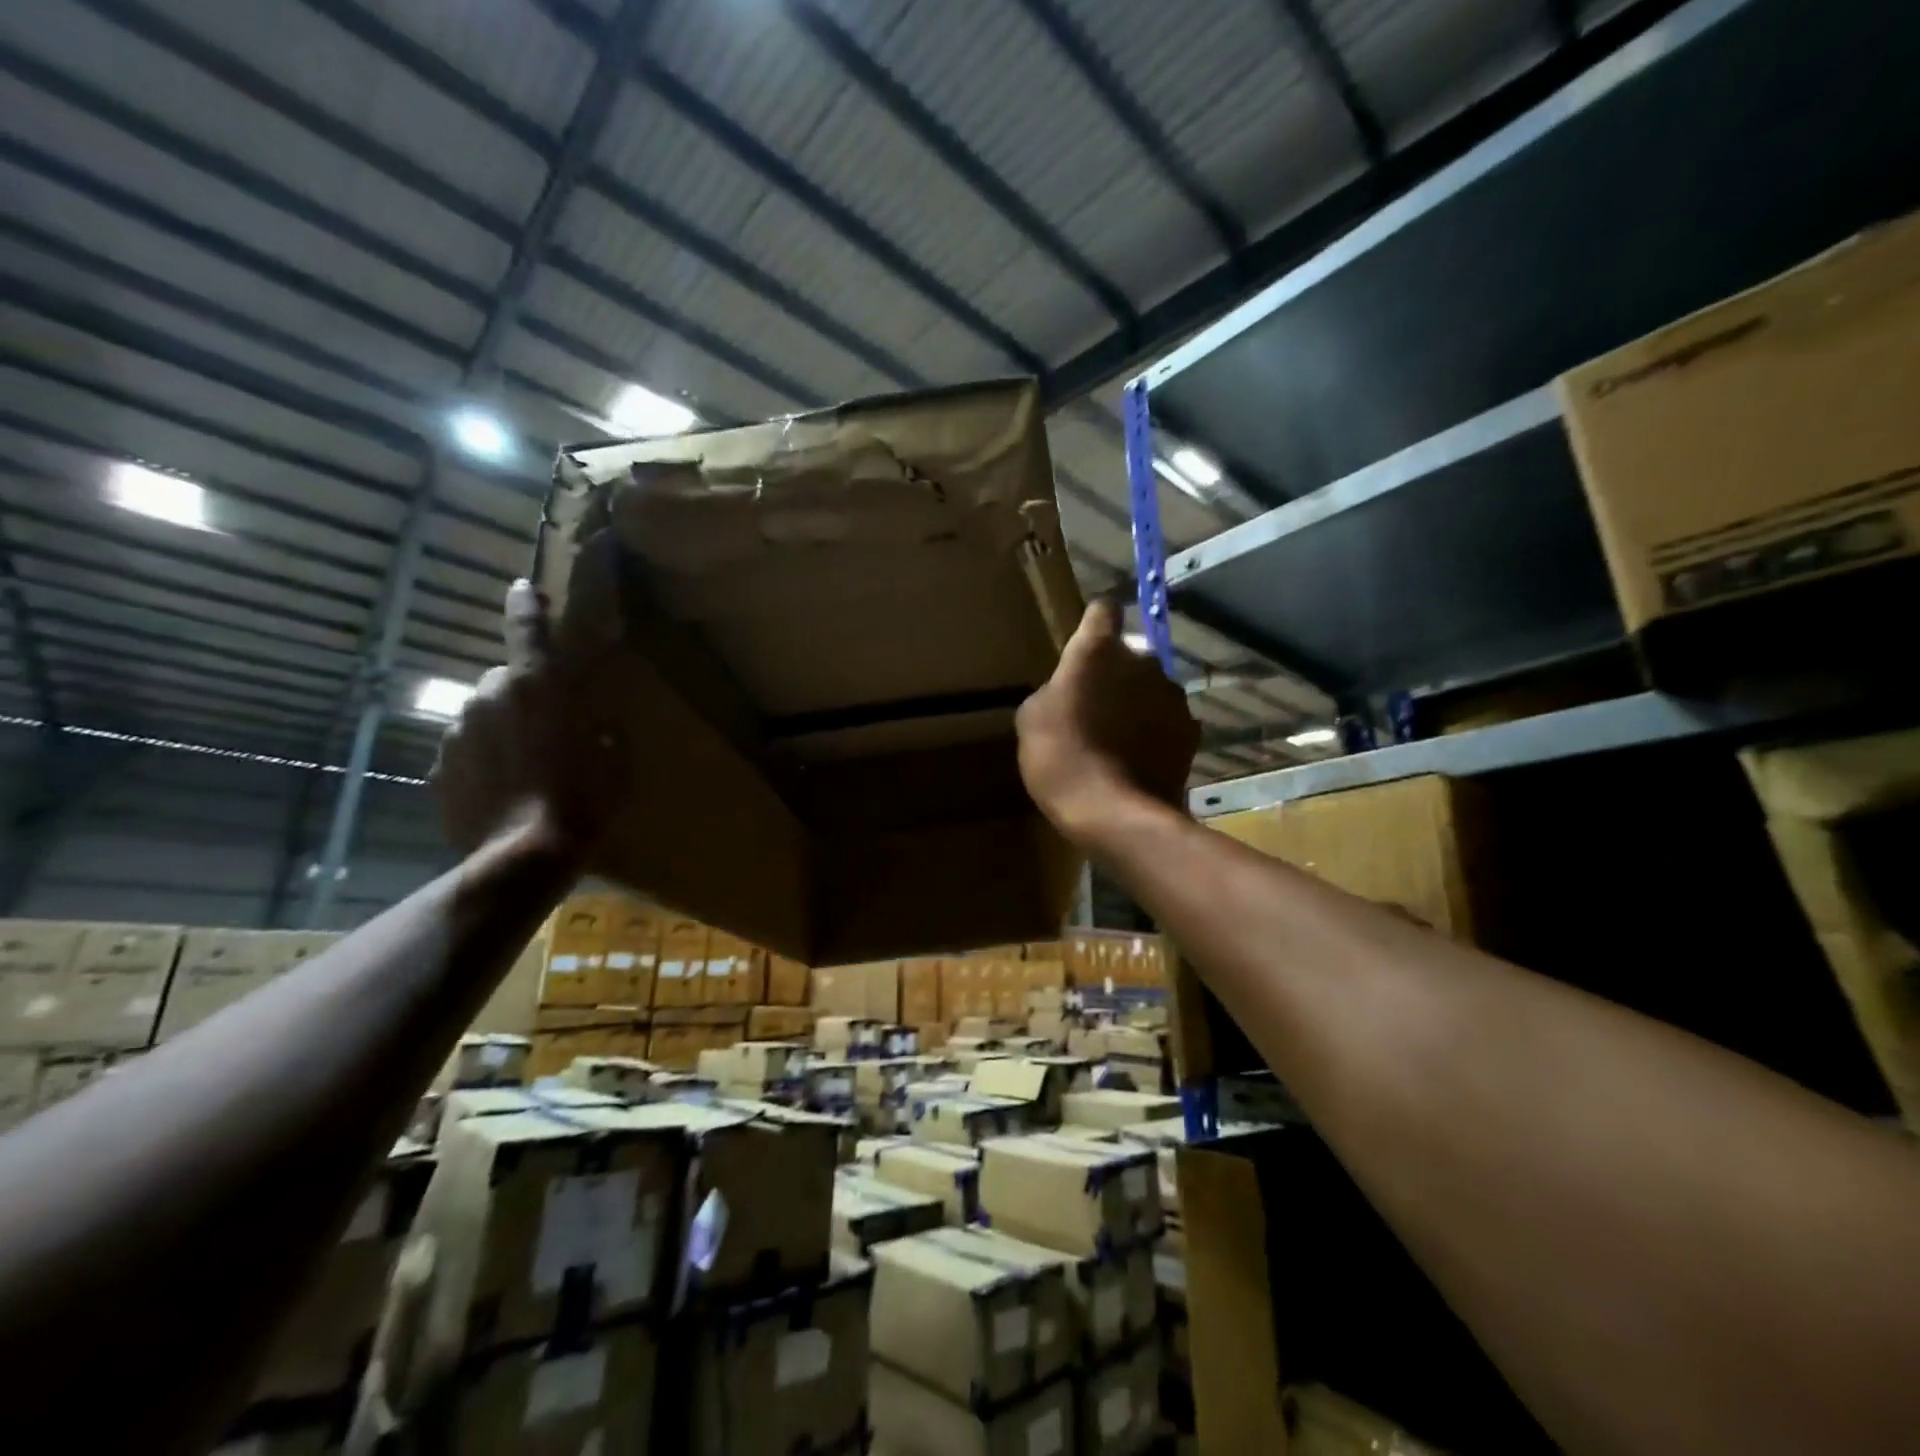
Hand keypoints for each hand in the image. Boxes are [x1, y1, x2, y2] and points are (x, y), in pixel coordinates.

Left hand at [430, 579, 623, 857]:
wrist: (522, 858)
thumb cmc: (582, 802)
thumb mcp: (615, 763)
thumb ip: (603, 733)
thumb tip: (595, 728)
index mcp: (538, 688)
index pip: (527, 630)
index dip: (526, 605)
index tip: (522, 587)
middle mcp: (489, 699)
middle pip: (502, 678)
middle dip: (522, 693)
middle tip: (547, 726)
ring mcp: (457, 734)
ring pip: (481, 715)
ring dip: (501, 728)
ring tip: (525, 766)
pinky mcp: (439, 769)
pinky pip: (466, 750)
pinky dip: (482, 759)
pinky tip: (503, 789)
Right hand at [1015, 599, 1198, 842]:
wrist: (1115, 813)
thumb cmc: (1061, 758)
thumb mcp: (1032, 720)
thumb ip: (1053, 690)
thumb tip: (1067, 689)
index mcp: (1098, 651)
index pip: (1103, 610)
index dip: (1095, 622)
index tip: (1086, 641)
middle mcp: (1143, 661)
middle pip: (1130, 654)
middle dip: (1115, 674)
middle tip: (1093, 708)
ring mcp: (1172, 696)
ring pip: (1152, 688)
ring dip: (1137, 703)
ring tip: (1117, 739)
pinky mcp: (1191, 730)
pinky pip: (1168, 720)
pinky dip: (1156, 732)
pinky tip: (1138, 759)